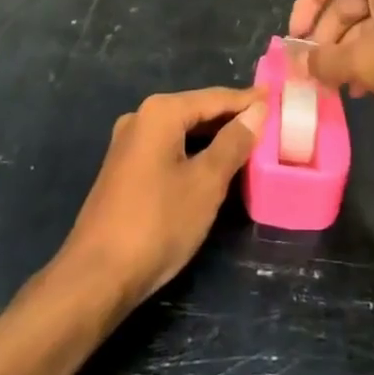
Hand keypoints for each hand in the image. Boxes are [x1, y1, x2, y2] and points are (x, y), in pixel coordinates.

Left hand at [59, 87, 265, 312]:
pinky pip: (168, 149)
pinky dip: (193, 152)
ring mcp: (128, 144)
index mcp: (160, 112)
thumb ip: (233, 142)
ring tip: (248, 143)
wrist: (96, 276)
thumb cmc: (158, 223)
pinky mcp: (124, 170)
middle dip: (231, 117)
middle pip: (196, 110)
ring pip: (182, 131)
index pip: (214, 98)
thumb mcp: (206, 182)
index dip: (247, 100)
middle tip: (269, 122)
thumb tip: (257, 111)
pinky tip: (213, 166)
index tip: (277, 98)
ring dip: (213, 137)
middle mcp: (141, 118)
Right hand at [288, 0, 373, 126]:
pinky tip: (363, 89)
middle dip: (324, 35)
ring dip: (344, 51)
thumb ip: (326, 60)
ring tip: (335, 87)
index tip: (296, 38)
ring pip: (364, 21)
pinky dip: (368, 56)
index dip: (305, 2)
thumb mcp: (367, 62)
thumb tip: (300, 63)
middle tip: (313, 71)